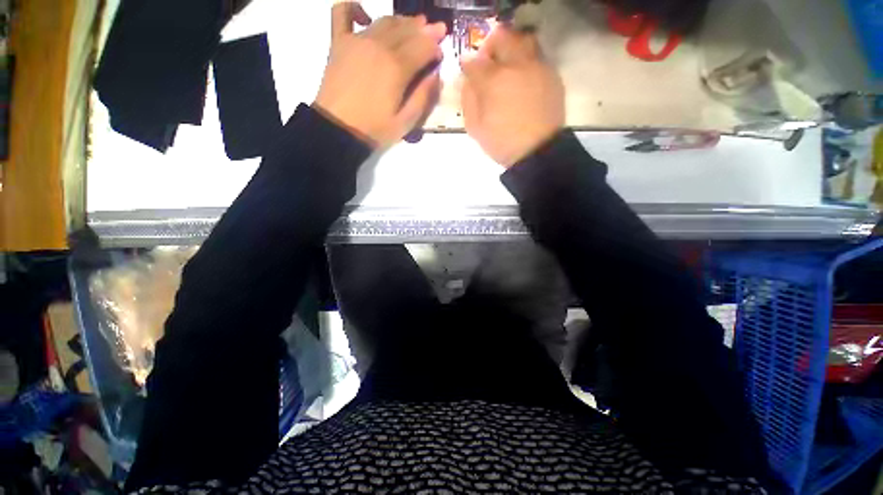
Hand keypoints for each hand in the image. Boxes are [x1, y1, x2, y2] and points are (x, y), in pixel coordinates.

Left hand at [313, 3, 446, 147]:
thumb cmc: (374, 130)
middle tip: (436, 30)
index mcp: (397, 67)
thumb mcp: (406, 122)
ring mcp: (357, 40)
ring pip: (385, 20)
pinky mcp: (339, 42)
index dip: (435, 48)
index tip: (440, 54)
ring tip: (413, 25)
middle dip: (425, 30)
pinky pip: (344, 12)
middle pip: (407, 30)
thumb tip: (435, 74)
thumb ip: (423, 96)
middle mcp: (379, 46)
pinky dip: (355, 8)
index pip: (424, 46)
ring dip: (402, 21)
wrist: (338, 130)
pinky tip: (365, 16)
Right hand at [460, 27, 564, 167]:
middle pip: (502, 37)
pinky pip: (537, 56)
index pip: (474, 61)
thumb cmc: (502, 143)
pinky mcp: (551, 75)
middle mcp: (516, 65)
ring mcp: (537, 67)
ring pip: (523, 40)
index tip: (467, 72)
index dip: (467, 65)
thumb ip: (468, 99)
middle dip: (490, 47)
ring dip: (511, 49)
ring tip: (508, 67)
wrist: (536, 151)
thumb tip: (468, 80)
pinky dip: (527, 61)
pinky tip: (523, 80)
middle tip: (488, 64)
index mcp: (493, 81)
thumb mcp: (475, 127)